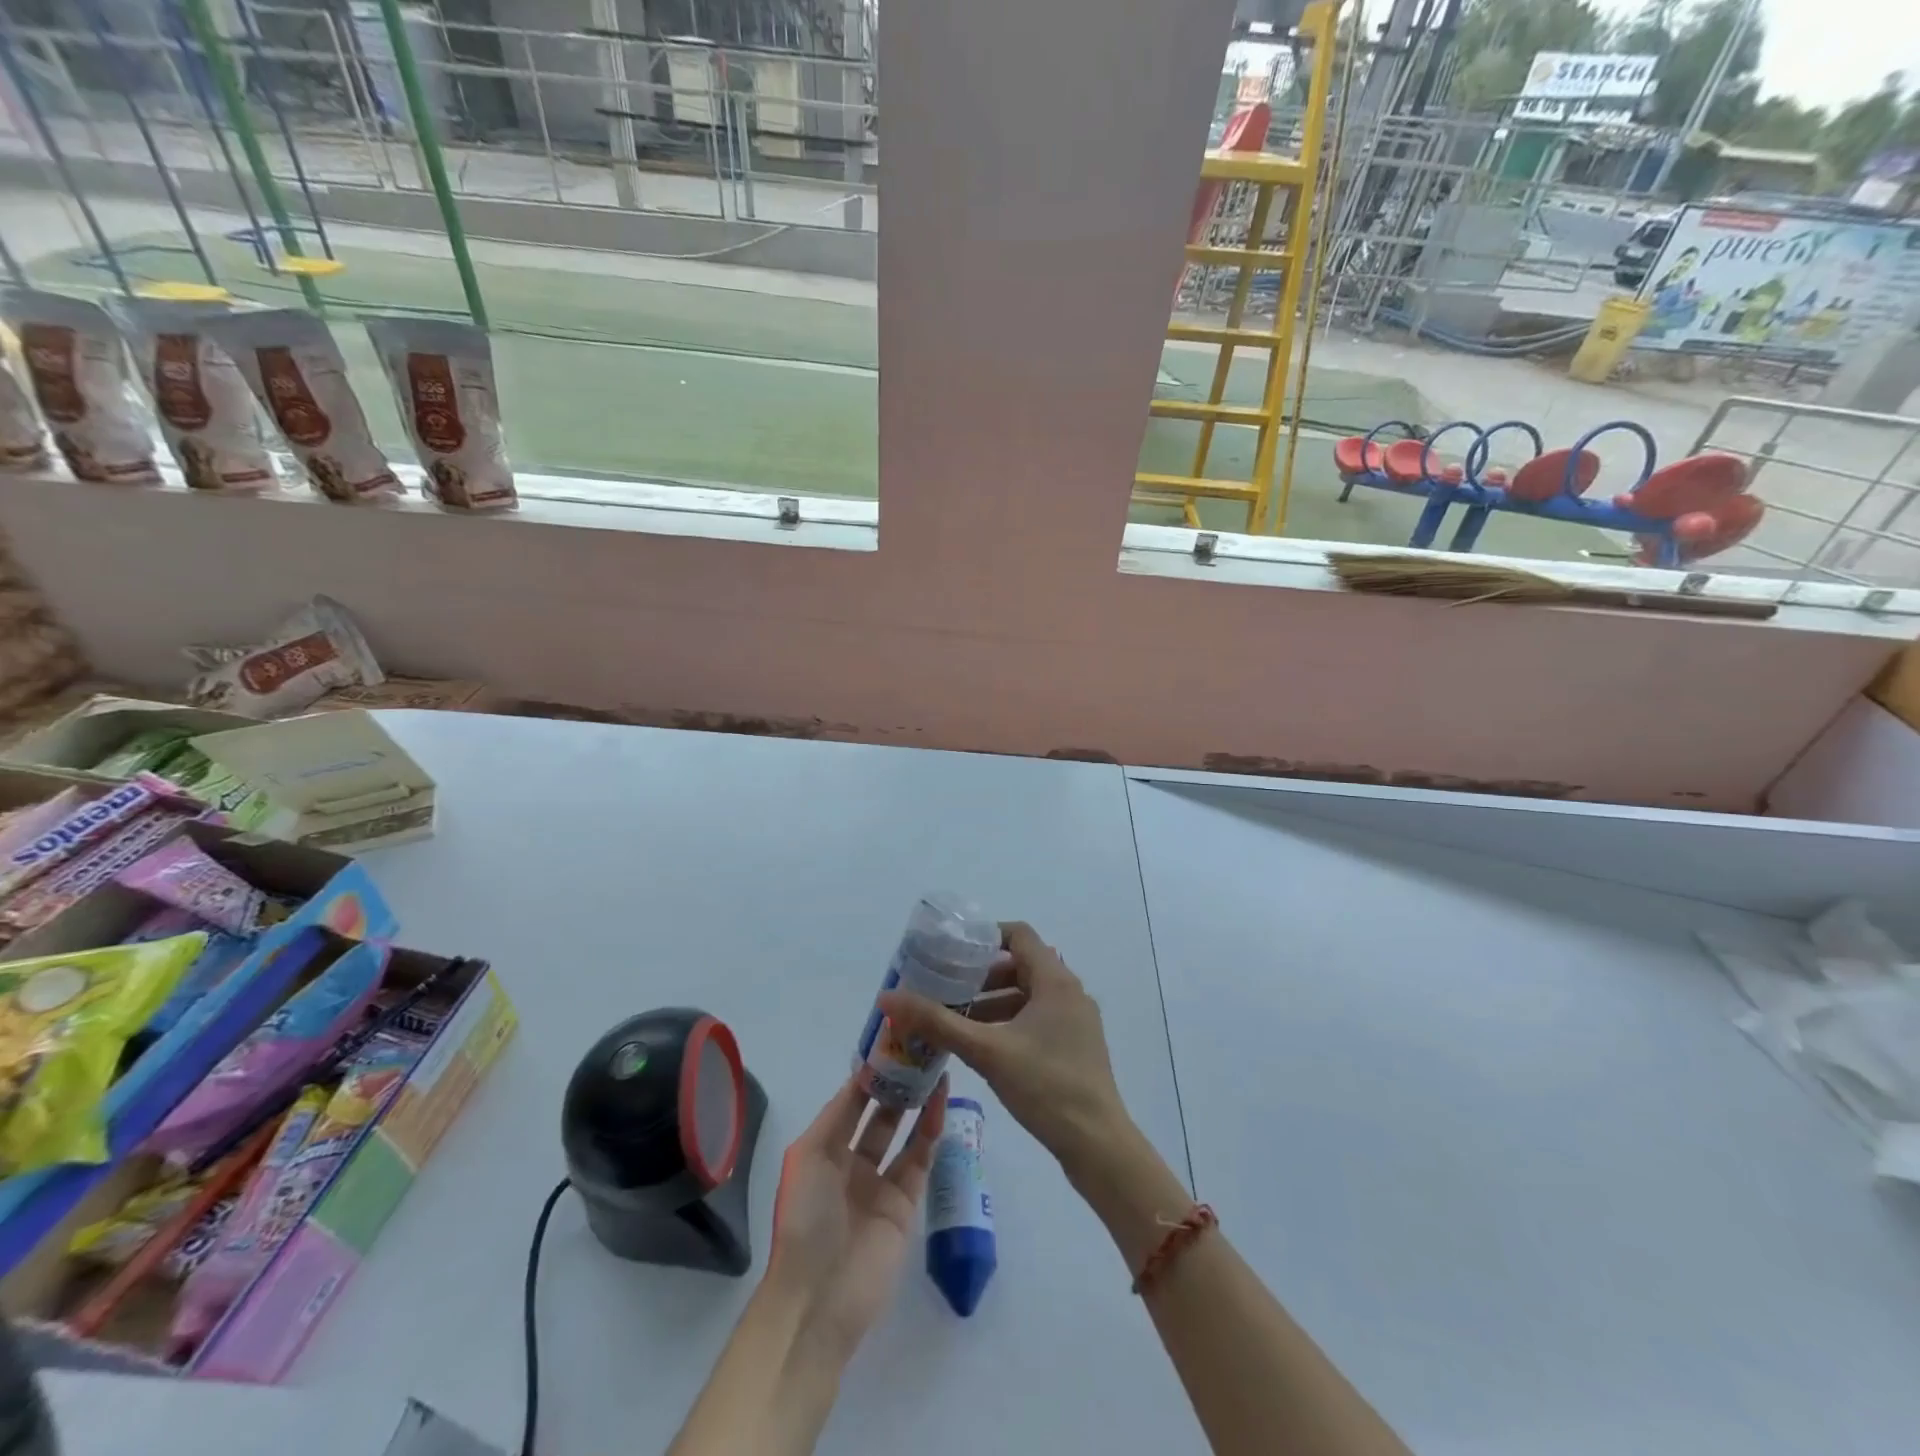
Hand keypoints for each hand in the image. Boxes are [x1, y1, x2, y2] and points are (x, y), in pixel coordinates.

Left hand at [766, 1074, 947, 1361]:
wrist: (819, 1298)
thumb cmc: (804, 1219)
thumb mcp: (808, 1157)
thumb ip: (837, 1114)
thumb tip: (862, 1074)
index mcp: (824, 1150)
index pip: (851, 1102)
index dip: (870, 1074)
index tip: (892, 1042)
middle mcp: (852, 1162)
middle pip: (880, 1114)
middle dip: (897, 1085)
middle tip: (920, 1051)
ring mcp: (880, 1184)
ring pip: (903, 1133)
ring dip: (918, 1103)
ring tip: (936, 1069)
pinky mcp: (905, 1205)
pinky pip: (919, 1160)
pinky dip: (930, 1132)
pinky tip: (940, 1103)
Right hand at [879, 921, 1128, 1177]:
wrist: (1098, 1144)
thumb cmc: (1045, 1086)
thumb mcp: (985, 1050)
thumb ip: (937, 1022)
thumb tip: (888, 998)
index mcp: (1055, 980)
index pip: (1018, 935)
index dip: (985, 936)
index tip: (952, 951)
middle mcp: (1069, 992)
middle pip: (1021, 965)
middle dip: (982, 976)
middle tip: (946, 988)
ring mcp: (1076, 1020)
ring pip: (1028, 995)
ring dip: (994, 1002)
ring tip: (956, 1020)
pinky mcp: (1076, 1046)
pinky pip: (1038, 1019)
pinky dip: (1010, 1022)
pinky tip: (984, 1046)